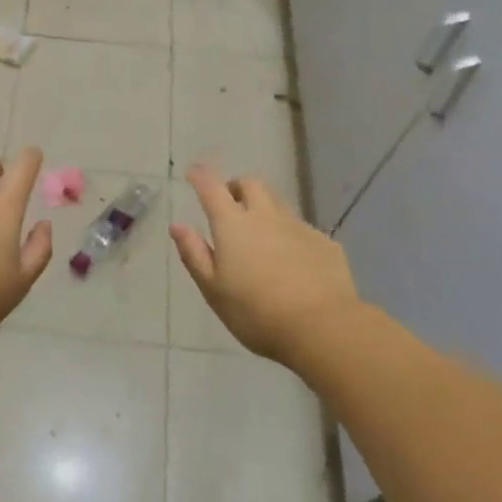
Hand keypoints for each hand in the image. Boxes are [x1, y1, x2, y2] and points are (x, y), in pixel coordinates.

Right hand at [170, 164, 360, 366]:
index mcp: (233, 225)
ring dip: (264, 207)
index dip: (200, 177)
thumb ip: (194, 254)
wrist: (323, 327)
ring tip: (259, 232)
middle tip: (229, 204)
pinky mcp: (324, 243)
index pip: (212, 189)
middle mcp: (266, 216)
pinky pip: (301, 228)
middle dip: (236, 187)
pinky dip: (289, 234)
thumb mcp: (213, 290)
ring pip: (278, 203)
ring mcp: (298, 226)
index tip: (193, 174)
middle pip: (250, 184)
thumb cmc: (256, 313)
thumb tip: (177, 225)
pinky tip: (291, 260)